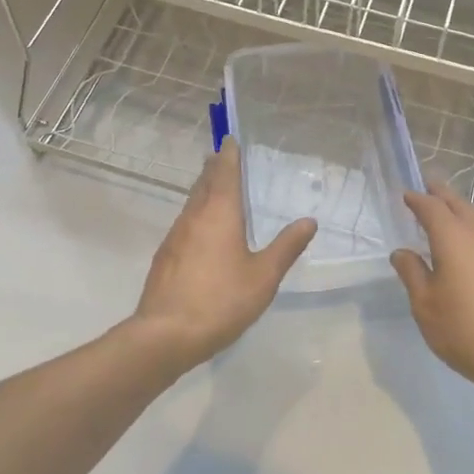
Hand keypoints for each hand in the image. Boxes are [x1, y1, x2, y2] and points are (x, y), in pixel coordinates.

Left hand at [131, 138, 316, 368]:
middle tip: (225, 157)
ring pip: (192, 202)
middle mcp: (194, 216)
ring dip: (205, 190)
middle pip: (204, 183)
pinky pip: (185, 223)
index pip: (224, 172)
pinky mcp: (165, 256)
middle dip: (215, 168)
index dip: (229, 154)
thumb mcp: (264, 277)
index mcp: (219, 213)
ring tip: (218, 188)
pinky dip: (197, 214)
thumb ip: (286, 247)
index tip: (232, 138)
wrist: (165, 335)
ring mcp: (175, 236)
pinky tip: (204, 231)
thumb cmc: (221, 300)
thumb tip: (309, 221)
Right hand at [391, 183, 473, 399]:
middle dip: (442, 194)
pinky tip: (467, 251)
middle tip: (427, 187)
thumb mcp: (425, 305)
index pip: (432, 208)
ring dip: (459, 212)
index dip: (417, 199)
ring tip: (444, 216)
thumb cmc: (465, 329)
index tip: (406, 195)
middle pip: (459, 205)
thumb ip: (412, 273)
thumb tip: (402, 252)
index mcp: (453, 238)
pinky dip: (472, 233)